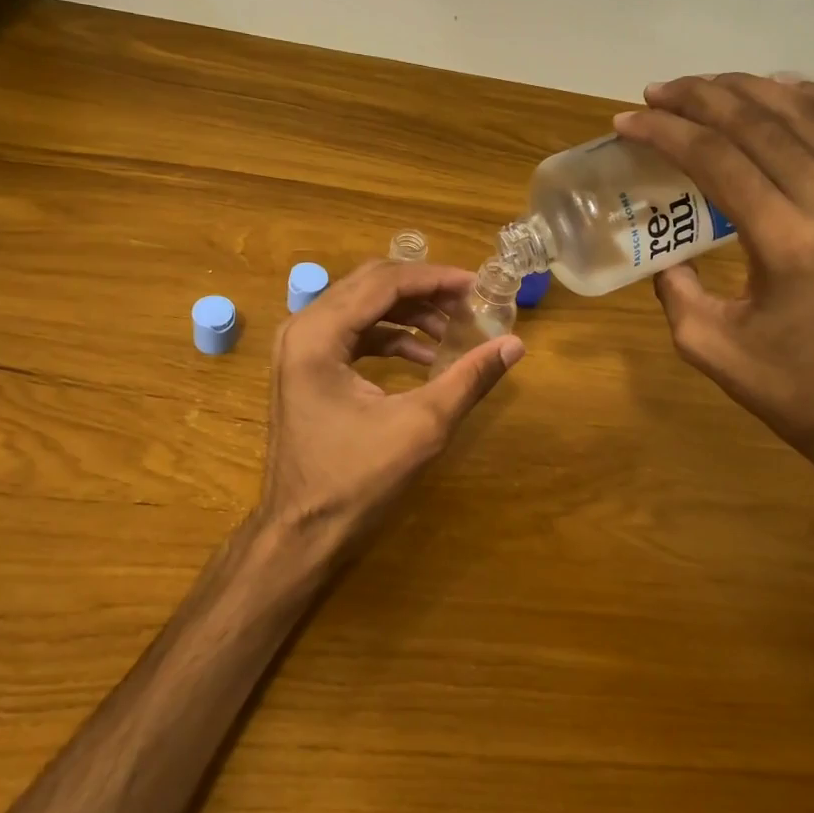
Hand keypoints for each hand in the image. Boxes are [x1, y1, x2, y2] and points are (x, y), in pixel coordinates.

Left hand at [250, 259, 523, 579]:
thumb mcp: (421, 426)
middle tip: (469, 302)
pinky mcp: (306, 369)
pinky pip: (353, 335)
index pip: (383, 282)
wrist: (301, 533)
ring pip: (362, 308)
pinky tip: (425, 357)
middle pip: (369, 286)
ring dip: (409, 314)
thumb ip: (468, 379)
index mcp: (318, 334)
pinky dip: (390, 338)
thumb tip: (514, 345)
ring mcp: (299, 349)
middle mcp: (301, 329)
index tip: (478, 285)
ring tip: (454, 329)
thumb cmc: (355, 481)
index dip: (435, 279)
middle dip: (423, 291)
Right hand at [613, 74, 813, 463]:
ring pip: (809, 113)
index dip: (666, 132)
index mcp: (787, 242)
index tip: (627, 121)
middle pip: (761, 122)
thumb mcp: (707, 346)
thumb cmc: (790, 389)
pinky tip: (784, 92)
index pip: (718, 159)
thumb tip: (665, 253)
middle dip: (700, 98)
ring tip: (705, 87)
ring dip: (750, 90)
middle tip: (655, 93)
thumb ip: (675, 289)